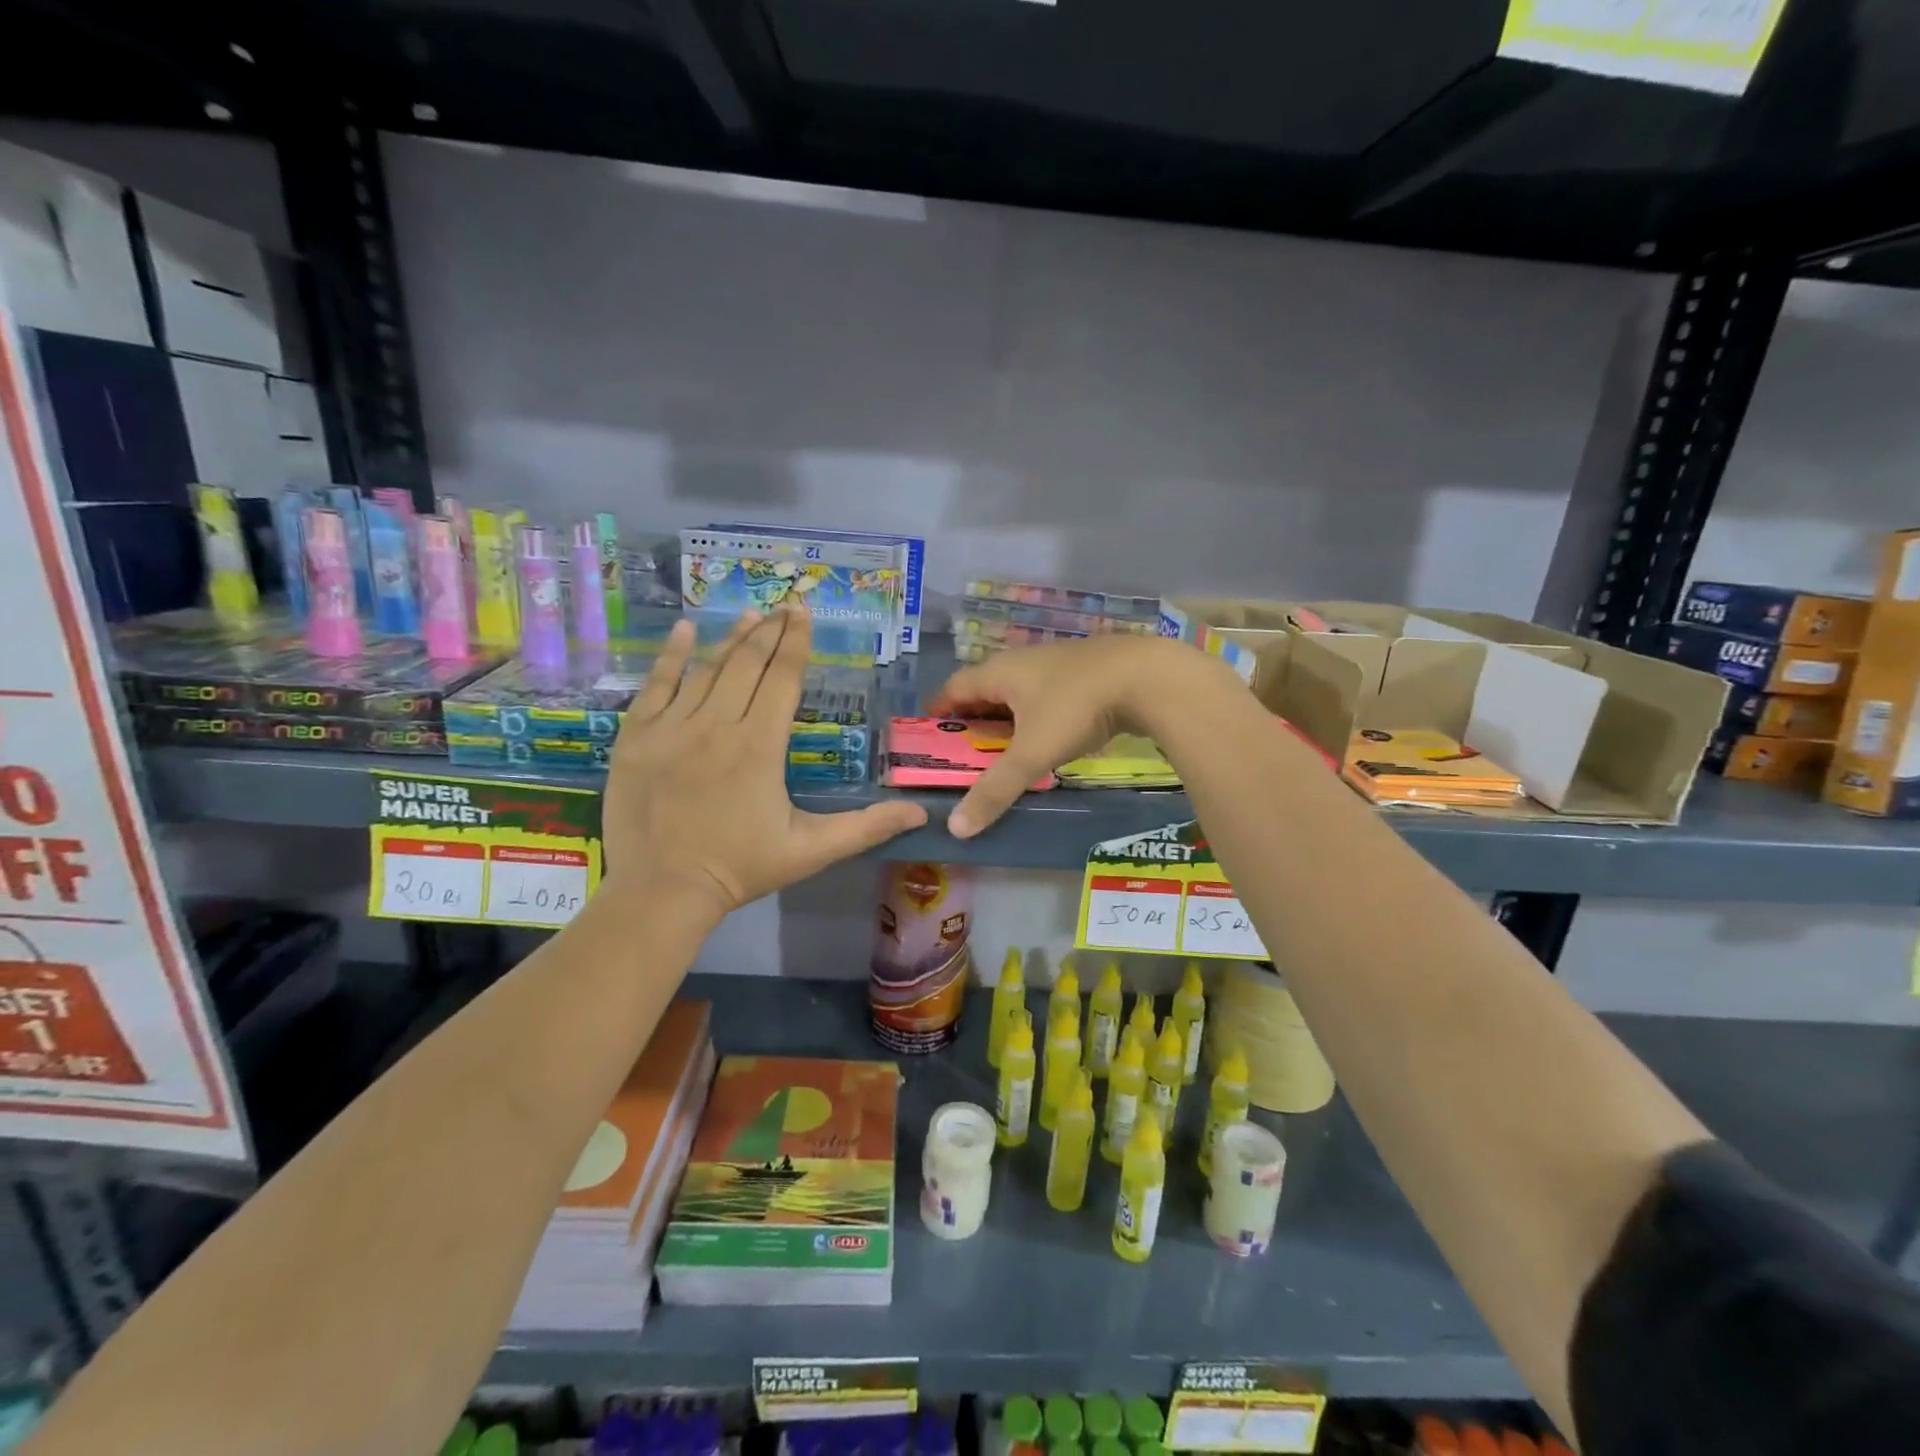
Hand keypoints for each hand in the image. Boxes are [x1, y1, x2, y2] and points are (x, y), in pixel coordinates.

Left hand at [603, 604, 927, 921]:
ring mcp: (672, 727)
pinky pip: (656, 685)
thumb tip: (919, 812)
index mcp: (760, 745)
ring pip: (706, 670)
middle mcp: (717, 724)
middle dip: (769, 632)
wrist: (662, 891)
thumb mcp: (811, 850)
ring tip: (751, 615)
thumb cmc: (741, 868)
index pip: (783, 679)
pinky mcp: (637, 737)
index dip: (796, 643)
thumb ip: (866, 827)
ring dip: (732, 638)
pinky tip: (685, 631)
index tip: (803, 613)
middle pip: (747, 664)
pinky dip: (671, 656)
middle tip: (784, 606)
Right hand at [928, 635, 1231, 837]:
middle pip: (984, 690)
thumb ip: (995, 790)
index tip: (928, 739)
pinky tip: (1048, 737)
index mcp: (1000, 673)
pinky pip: (1046, 694)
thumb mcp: (1032, 753)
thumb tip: (955, 828)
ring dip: (1006, 719)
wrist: (1147, 677)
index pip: (953, 689)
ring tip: (1003, 751)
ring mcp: (1056, 663)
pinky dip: (1036, 716)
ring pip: (1018, 692)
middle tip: (965, 755)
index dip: (937, 712)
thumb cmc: (1076, 708)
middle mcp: (1022, 662)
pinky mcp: (1084, 671)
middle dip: (971, 720)